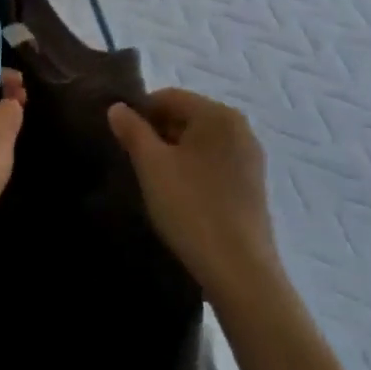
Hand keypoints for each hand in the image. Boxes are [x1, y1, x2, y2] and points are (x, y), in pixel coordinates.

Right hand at [108, 89, 277, 294]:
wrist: (240, 272)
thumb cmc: (191, 207)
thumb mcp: (151, 165)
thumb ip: (132, 130)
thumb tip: (117, 108)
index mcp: (217, 114)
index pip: (168, 97)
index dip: (139, 113)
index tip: (121, 139)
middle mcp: (240, 128)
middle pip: (185, 116)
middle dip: (157, 133)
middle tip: (134, 161)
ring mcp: (250, 158)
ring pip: (199, 141)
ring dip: (173, 152)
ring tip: (154, 180)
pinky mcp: (252, 185)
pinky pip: (213, 162)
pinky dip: (192, 169)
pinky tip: (179, 195)